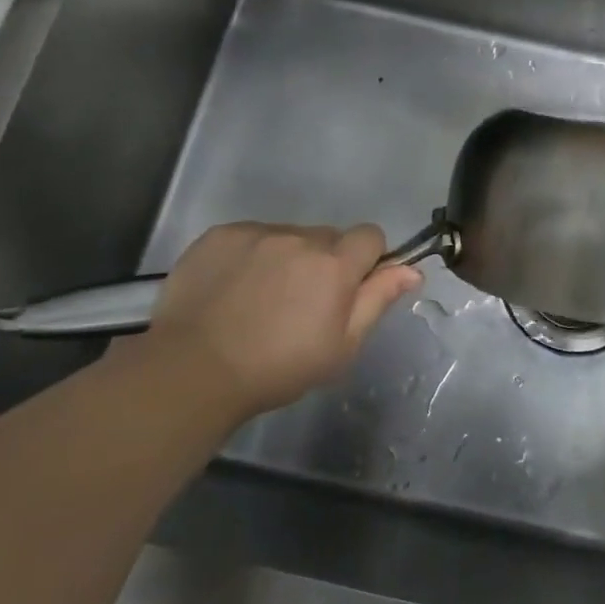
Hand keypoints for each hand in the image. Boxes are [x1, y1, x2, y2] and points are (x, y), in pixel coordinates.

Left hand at [148, 223, 421, 416]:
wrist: (192, 371)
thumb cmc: (277, 367)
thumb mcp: (341, 346)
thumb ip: (378, 300)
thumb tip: (412, 269)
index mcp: (335, 264)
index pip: (371, 236)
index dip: (367, 260)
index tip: (350, 289)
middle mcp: (300, 238)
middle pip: (328, 236)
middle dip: (325, 261)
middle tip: (303, 302)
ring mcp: (257, 233)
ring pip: (289, 236)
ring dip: (288, 257)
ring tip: (262, 298)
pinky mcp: (221, 235)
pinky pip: (251, 236)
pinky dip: (251, 255)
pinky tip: (234, 288)